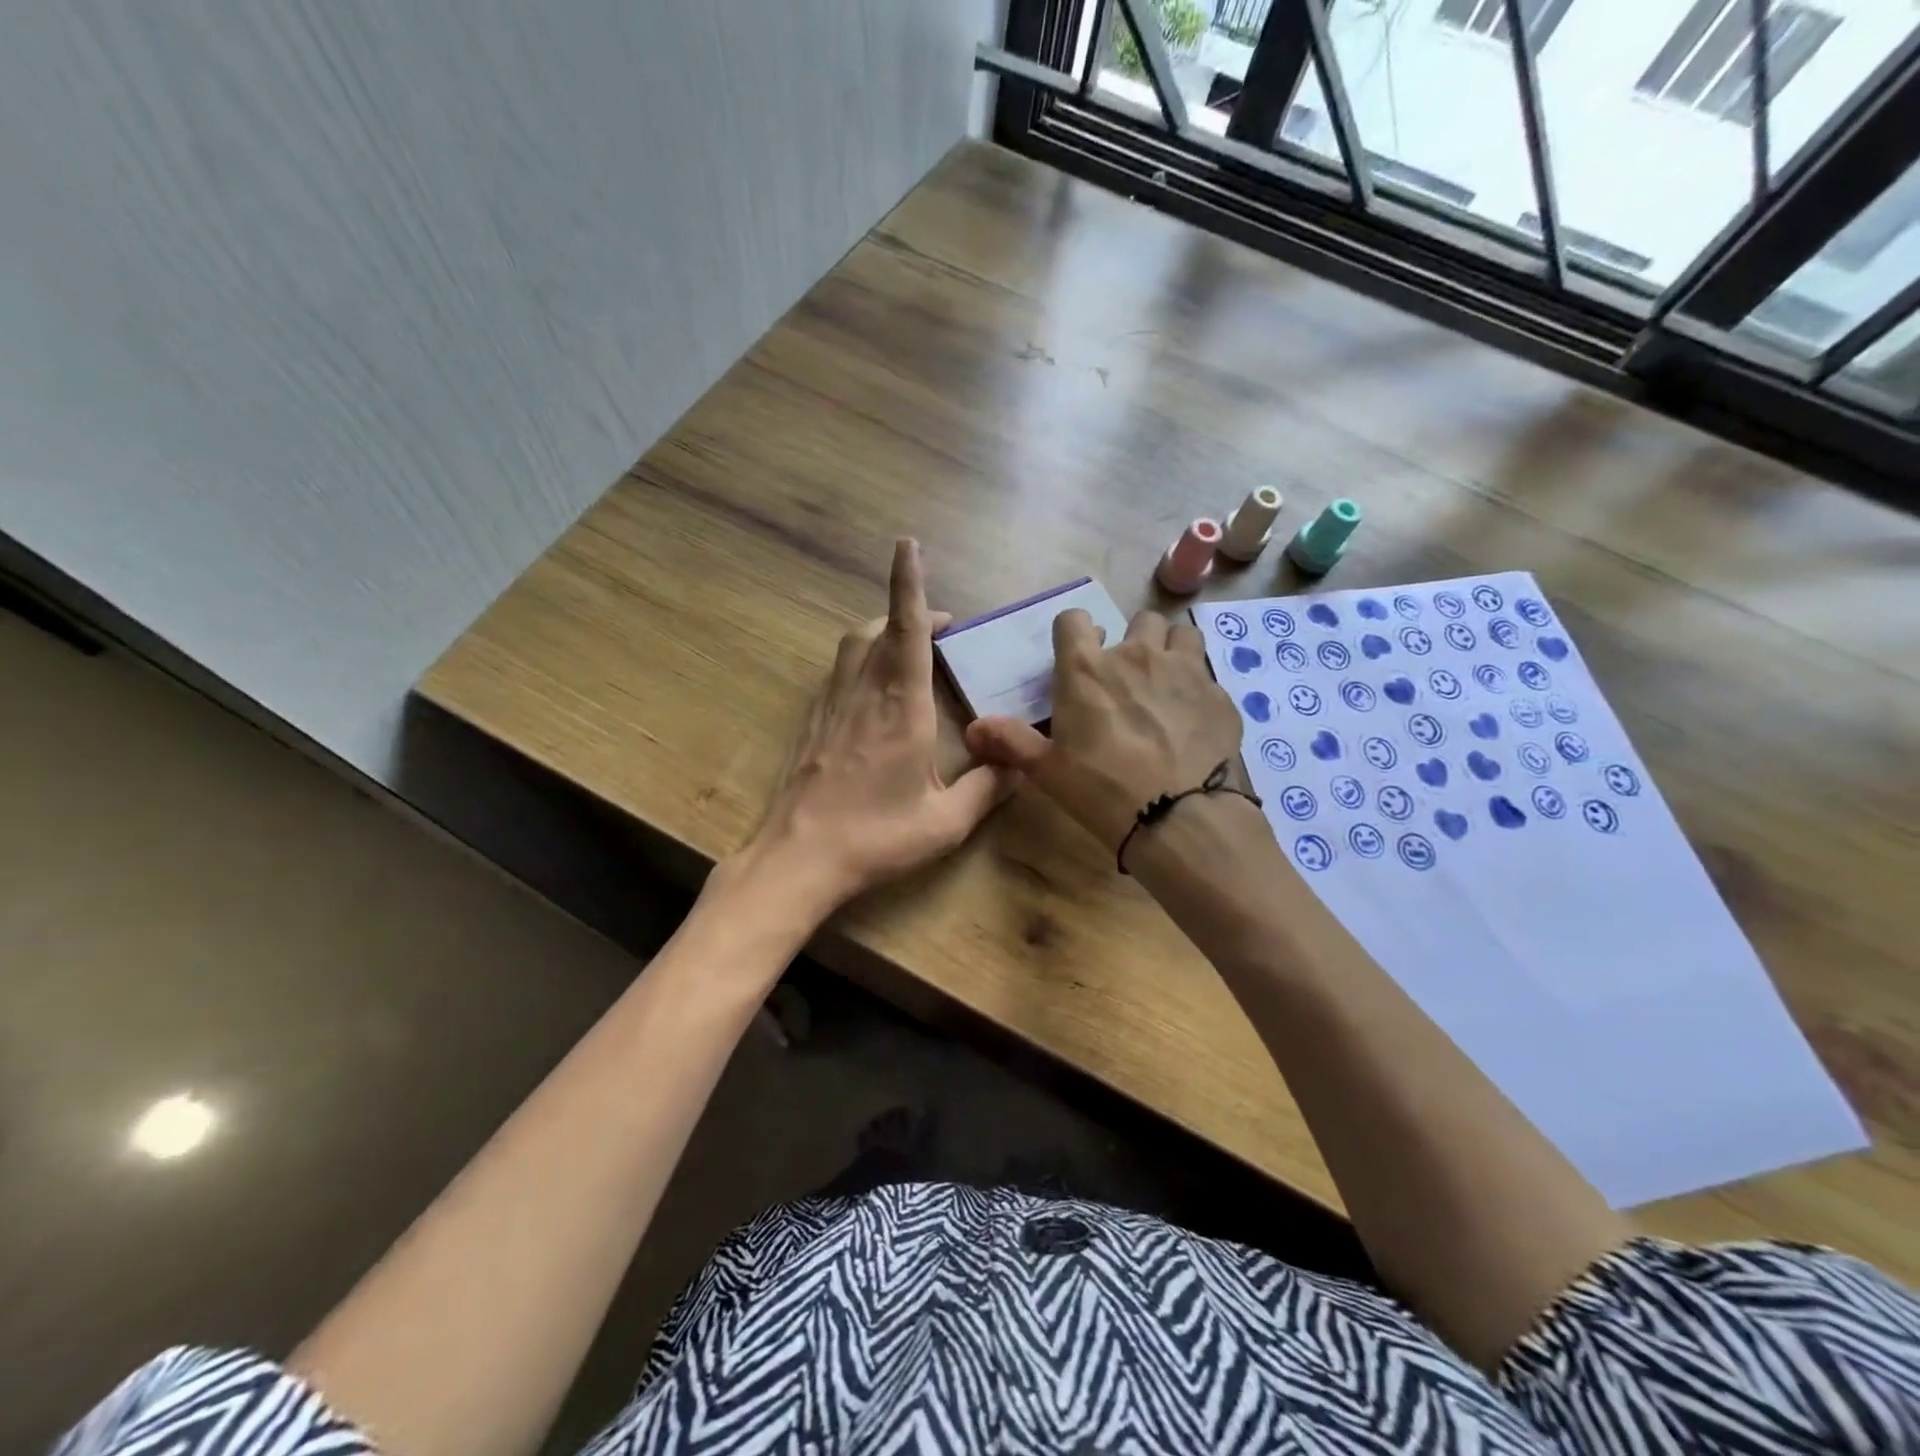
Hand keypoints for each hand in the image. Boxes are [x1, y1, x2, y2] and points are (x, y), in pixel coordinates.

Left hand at [739, 539, 1018, 916]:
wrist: (798, 858)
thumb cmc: (876, 838)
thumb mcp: (945, 823)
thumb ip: (988, 789)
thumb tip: (1018, 765)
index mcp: (901, 708)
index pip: (907, 630)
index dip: (908, 584)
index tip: (907, 544)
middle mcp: (863, 693)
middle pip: (879, 629)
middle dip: (910, 611)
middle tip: (943, 627)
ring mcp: (832, 705)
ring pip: (853, 645)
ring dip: (882, 631)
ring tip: (909, 648)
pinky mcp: (813, 721)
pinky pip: (839, 671)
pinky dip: (862, 659)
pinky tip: (875, 688)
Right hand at [966, 608, 1243, 856]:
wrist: (1178, 817)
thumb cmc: (1101, 789)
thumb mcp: (1047, 770)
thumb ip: (1011, 741)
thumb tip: (973, 728)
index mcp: (1087, 669)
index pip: (1073, 620)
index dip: (1073, 633)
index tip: (1077, 655)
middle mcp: (1136, 655)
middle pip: (1138, 620)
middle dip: (1132, 642)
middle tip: (1127, 679)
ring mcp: (1184, 670)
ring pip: (1180, 635)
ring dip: (1170, 651)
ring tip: (1165, 684)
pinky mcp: (1219, 695)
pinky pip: (1207, 675)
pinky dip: (1198, 689)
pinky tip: (1193, 720)